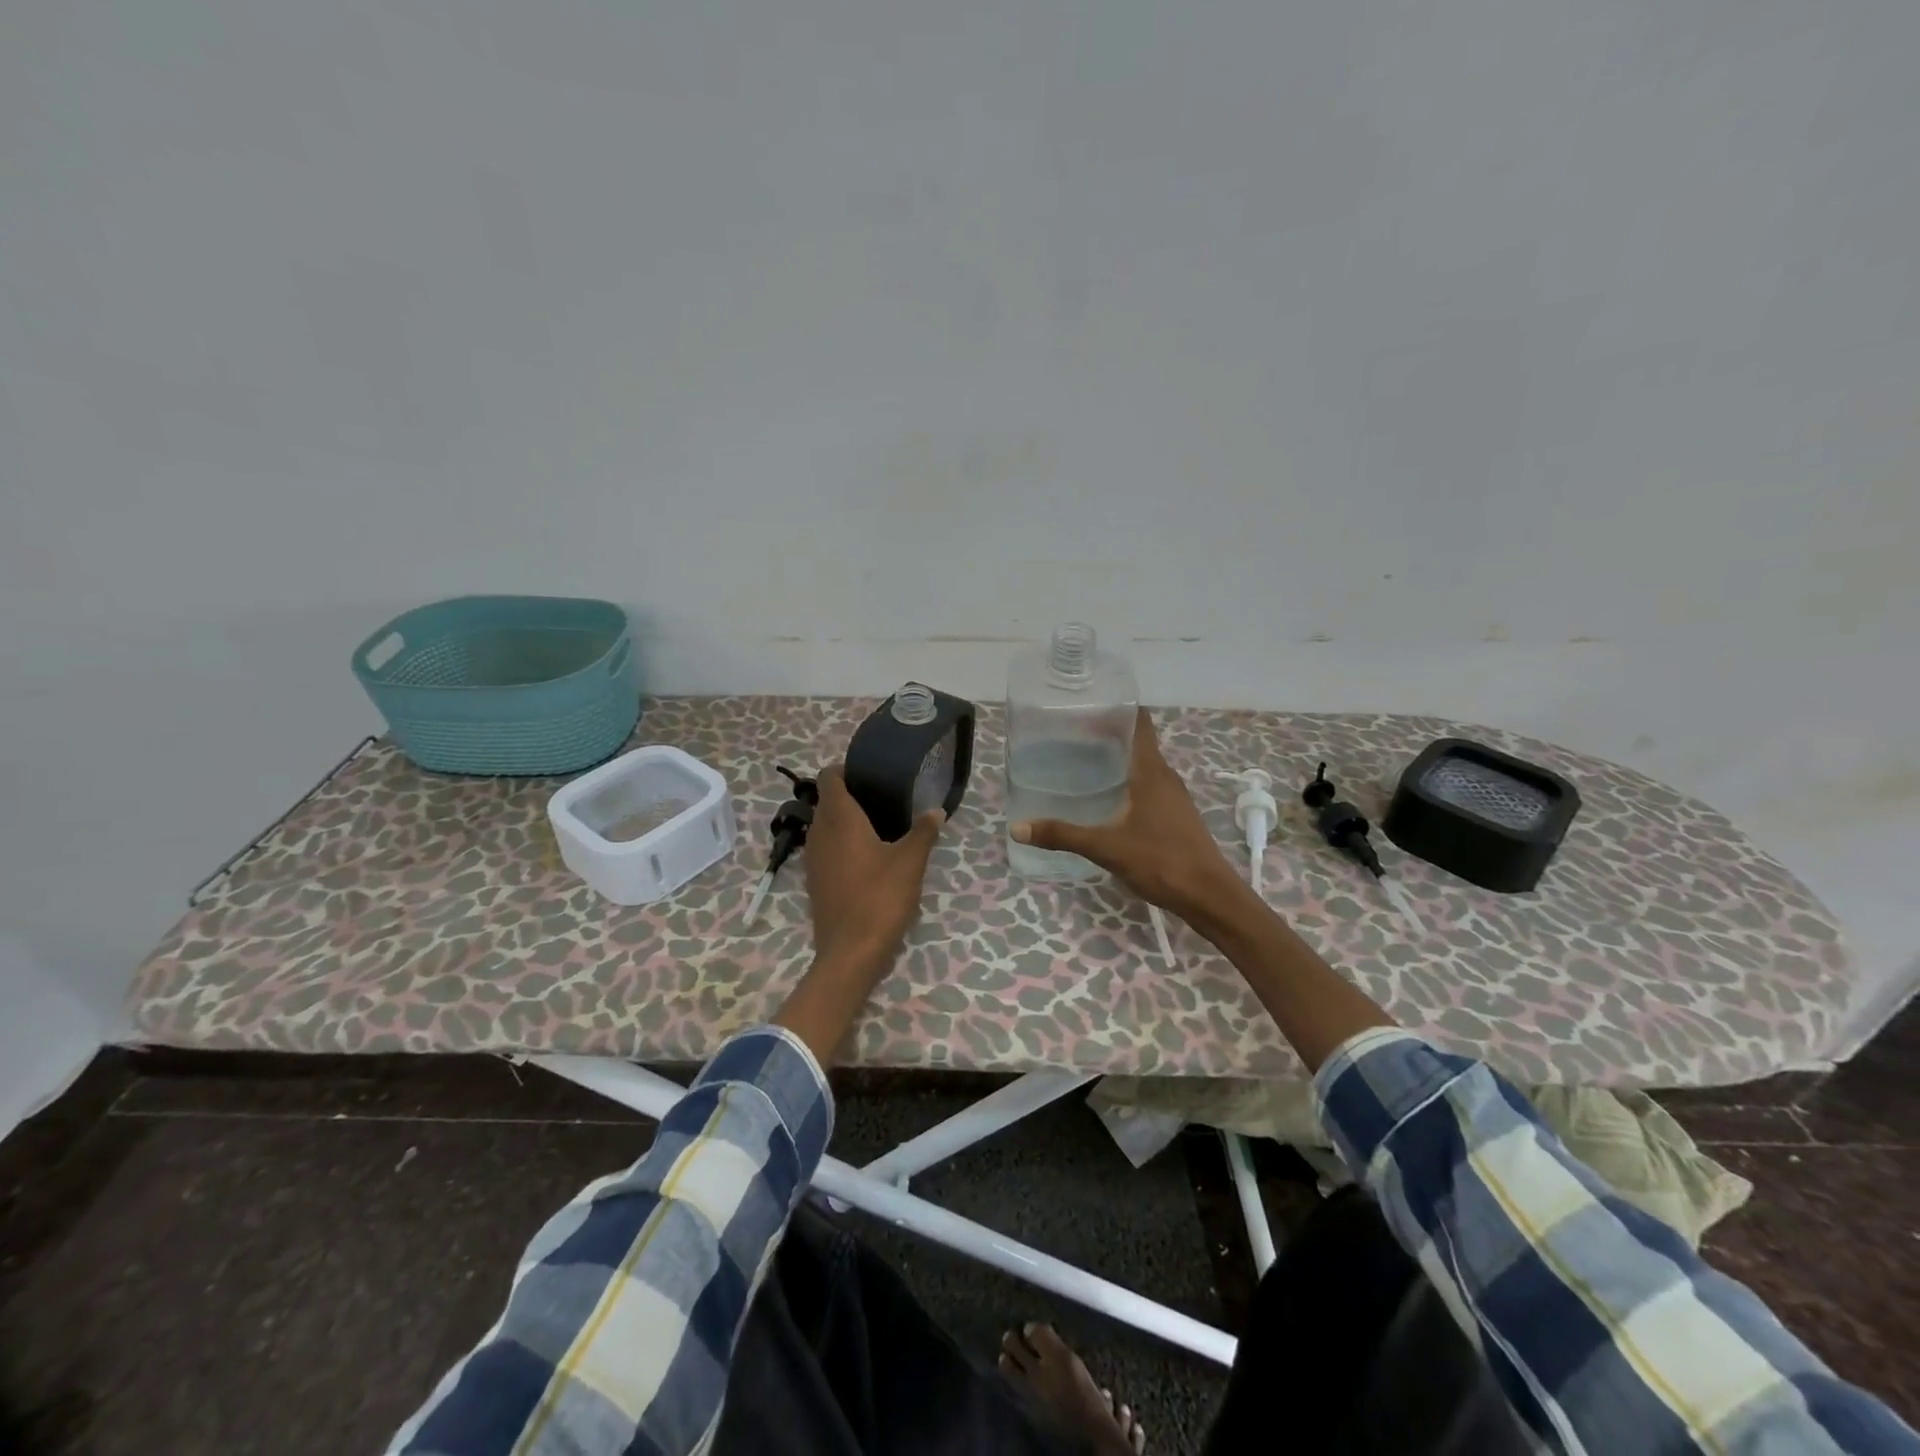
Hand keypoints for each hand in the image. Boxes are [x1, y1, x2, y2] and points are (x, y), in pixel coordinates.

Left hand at [804, 765, 944, 973]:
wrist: (851, 952)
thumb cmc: (880, 897)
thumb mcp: (910, 862)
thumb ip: (924, 831)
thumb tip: (936, 810)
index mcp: (839, 819)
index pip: (829, 778)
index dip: (844, 769)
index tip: (868, 772)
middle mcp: (820, 833)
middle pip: (826, 801)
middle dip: (848, 794)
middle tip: (881, 796)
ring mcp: (814, 859)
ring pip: (824, 826)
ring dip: (843, 820)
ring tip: (877, 824)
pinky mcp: (815, 881)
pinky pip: (825, 849)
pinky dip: (840, 844)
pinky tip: (867, 856)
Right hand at [1010, 709, 1248, 926]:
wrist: (1209, 896)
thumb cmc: (1161, 861)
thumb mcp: (1106, 848)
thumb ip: (1063, 835)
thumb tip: (1018, 828)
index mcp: (1151, 771)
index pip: (1139, 722)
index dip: (1116, 709)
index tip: (1085, 705)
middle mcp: (1165, 776)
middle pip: (1137, 741)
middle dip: (1107, 734)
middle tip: (1069, 734)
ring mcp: (1173, 796)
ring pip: (1143, 764)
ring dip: (1117, 758)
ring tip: (1081, 761)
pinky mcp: (1175, 814)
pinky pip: (1148, 784)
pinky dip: (1126, 780)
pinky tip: (1106, 797)